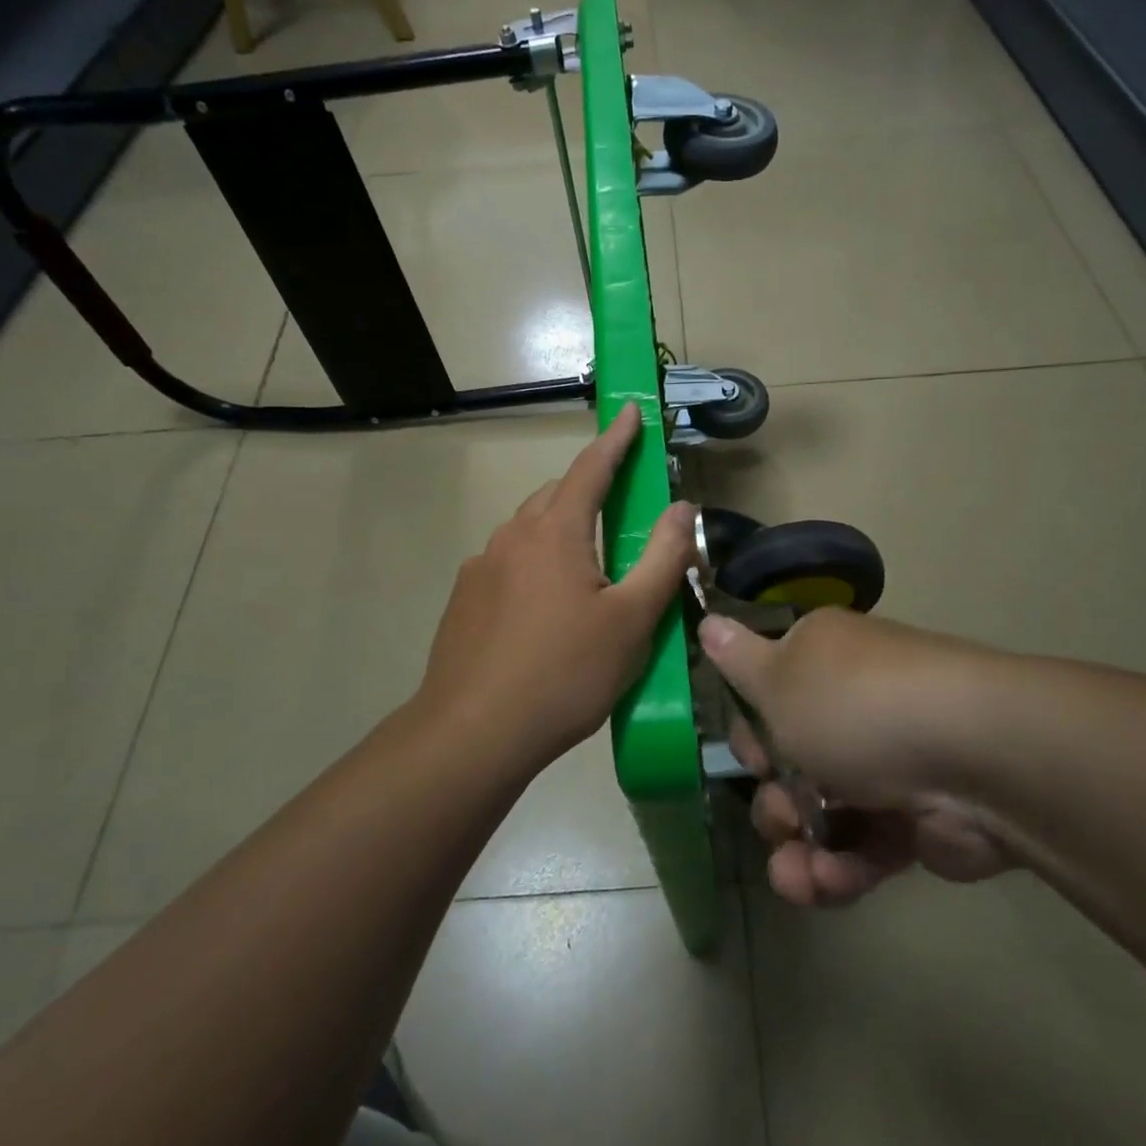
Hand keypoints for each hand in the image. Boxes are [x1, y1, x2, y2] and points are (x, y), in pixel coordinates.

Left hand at [416, 403, 696, 771]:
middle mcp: (512, 536)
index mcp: (554, 531)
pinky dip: (535, 567)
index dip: (616, 439)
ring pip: (530, 532)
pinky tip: (545, 613)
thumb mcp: (632, 619)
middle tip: (620, 513)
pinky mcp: (463, 600)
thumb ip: (662, 556)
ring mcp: (480, 567)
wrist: (473, 733)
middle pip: (557, 497)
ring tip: (587, 574)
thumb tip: (682, 506)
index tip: (630, 412)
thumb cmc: (565, 673)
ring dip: (561, 533)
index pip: (591, 468)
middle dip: (589, 491)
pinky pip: (508, 565)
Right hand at [702, 607, 1014, 905]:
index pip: (769, 695)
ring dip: (800, 850)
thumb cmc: (855, 706)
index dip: (751, 734)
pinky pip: (861, 845)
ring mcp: (886, 763)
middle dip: (775, 801)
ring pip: (822, 813)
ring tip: (800, 876)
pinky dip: (841, 868)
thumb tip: (708, 617)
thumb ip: (737, 659)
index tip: (751, 757)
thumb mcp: (777, 678)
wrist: (973, 757)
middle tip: (783, 815)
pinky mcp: (914, 819)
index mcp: (821, 660)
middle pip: (791, 763)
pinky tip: (828, 883)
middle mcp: (853, 705)